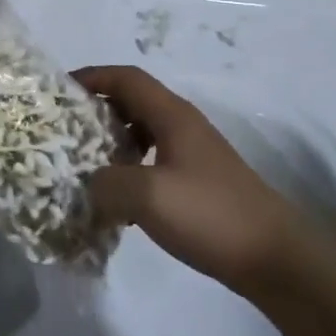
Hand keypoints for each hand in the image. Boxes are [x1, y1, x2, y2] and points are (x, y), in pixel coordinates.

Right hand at [75, 66, 303, 295]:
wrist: (277, 259)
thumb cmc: (211, 215)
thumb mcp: (148, 196)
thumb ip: (106, 183)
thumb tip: (89, 182)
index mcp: (172, 116)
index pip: (126, 78)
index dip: (92, 76)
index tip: (59, 91)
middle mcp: (183, 126)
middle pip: (133, 101)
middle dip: (97, 109)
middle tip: (65, 129)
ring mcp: (194, 155)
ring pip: (143, 132)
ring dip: (112, 141)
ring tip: (85, 163)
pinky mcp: (199, 182)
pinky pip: (154, 161)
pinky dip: (130, 168)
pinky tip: (119, 200)